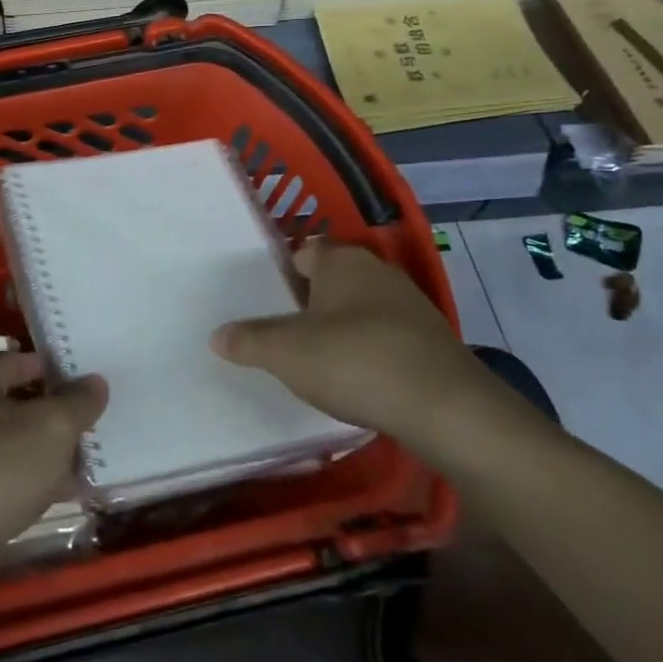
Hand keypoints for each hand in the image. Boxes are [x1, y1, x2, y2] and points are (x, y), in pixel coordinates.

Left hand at [0, 352, 106, 567]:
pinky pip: (6, 484)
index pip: (20, 361)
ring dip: (51, 456)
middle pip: (18, 405)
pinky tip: (71, 498)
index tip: (95, 381)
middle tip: (103, 424)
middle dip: (59, 416)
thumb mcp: (50, 427)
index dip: (57, 369)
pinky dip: (35, 487)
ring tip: (97, 463)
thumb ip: (77, 402)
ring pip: (14, 448)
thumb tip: (95, 382)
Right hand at [210, 239, 505, 450]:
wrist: (444, 408)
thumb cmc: (354, 361)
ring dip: (341, 328)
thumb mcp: (286, 353)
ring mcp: (411, 305)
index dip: (283, 274)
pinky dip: (370, 351)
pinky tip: (358, 380)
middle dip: (310, 303)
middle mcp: (378, 271)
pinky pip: (386, 336)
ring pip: (361, 308)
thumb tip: (217, 336)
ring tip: (317, 361)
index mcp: (341, 261)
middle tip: (284, 333)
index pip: (304, 253)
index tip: (265, 302)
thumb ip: (249, 341)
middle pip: (333, 280)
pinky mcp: (432, 340)